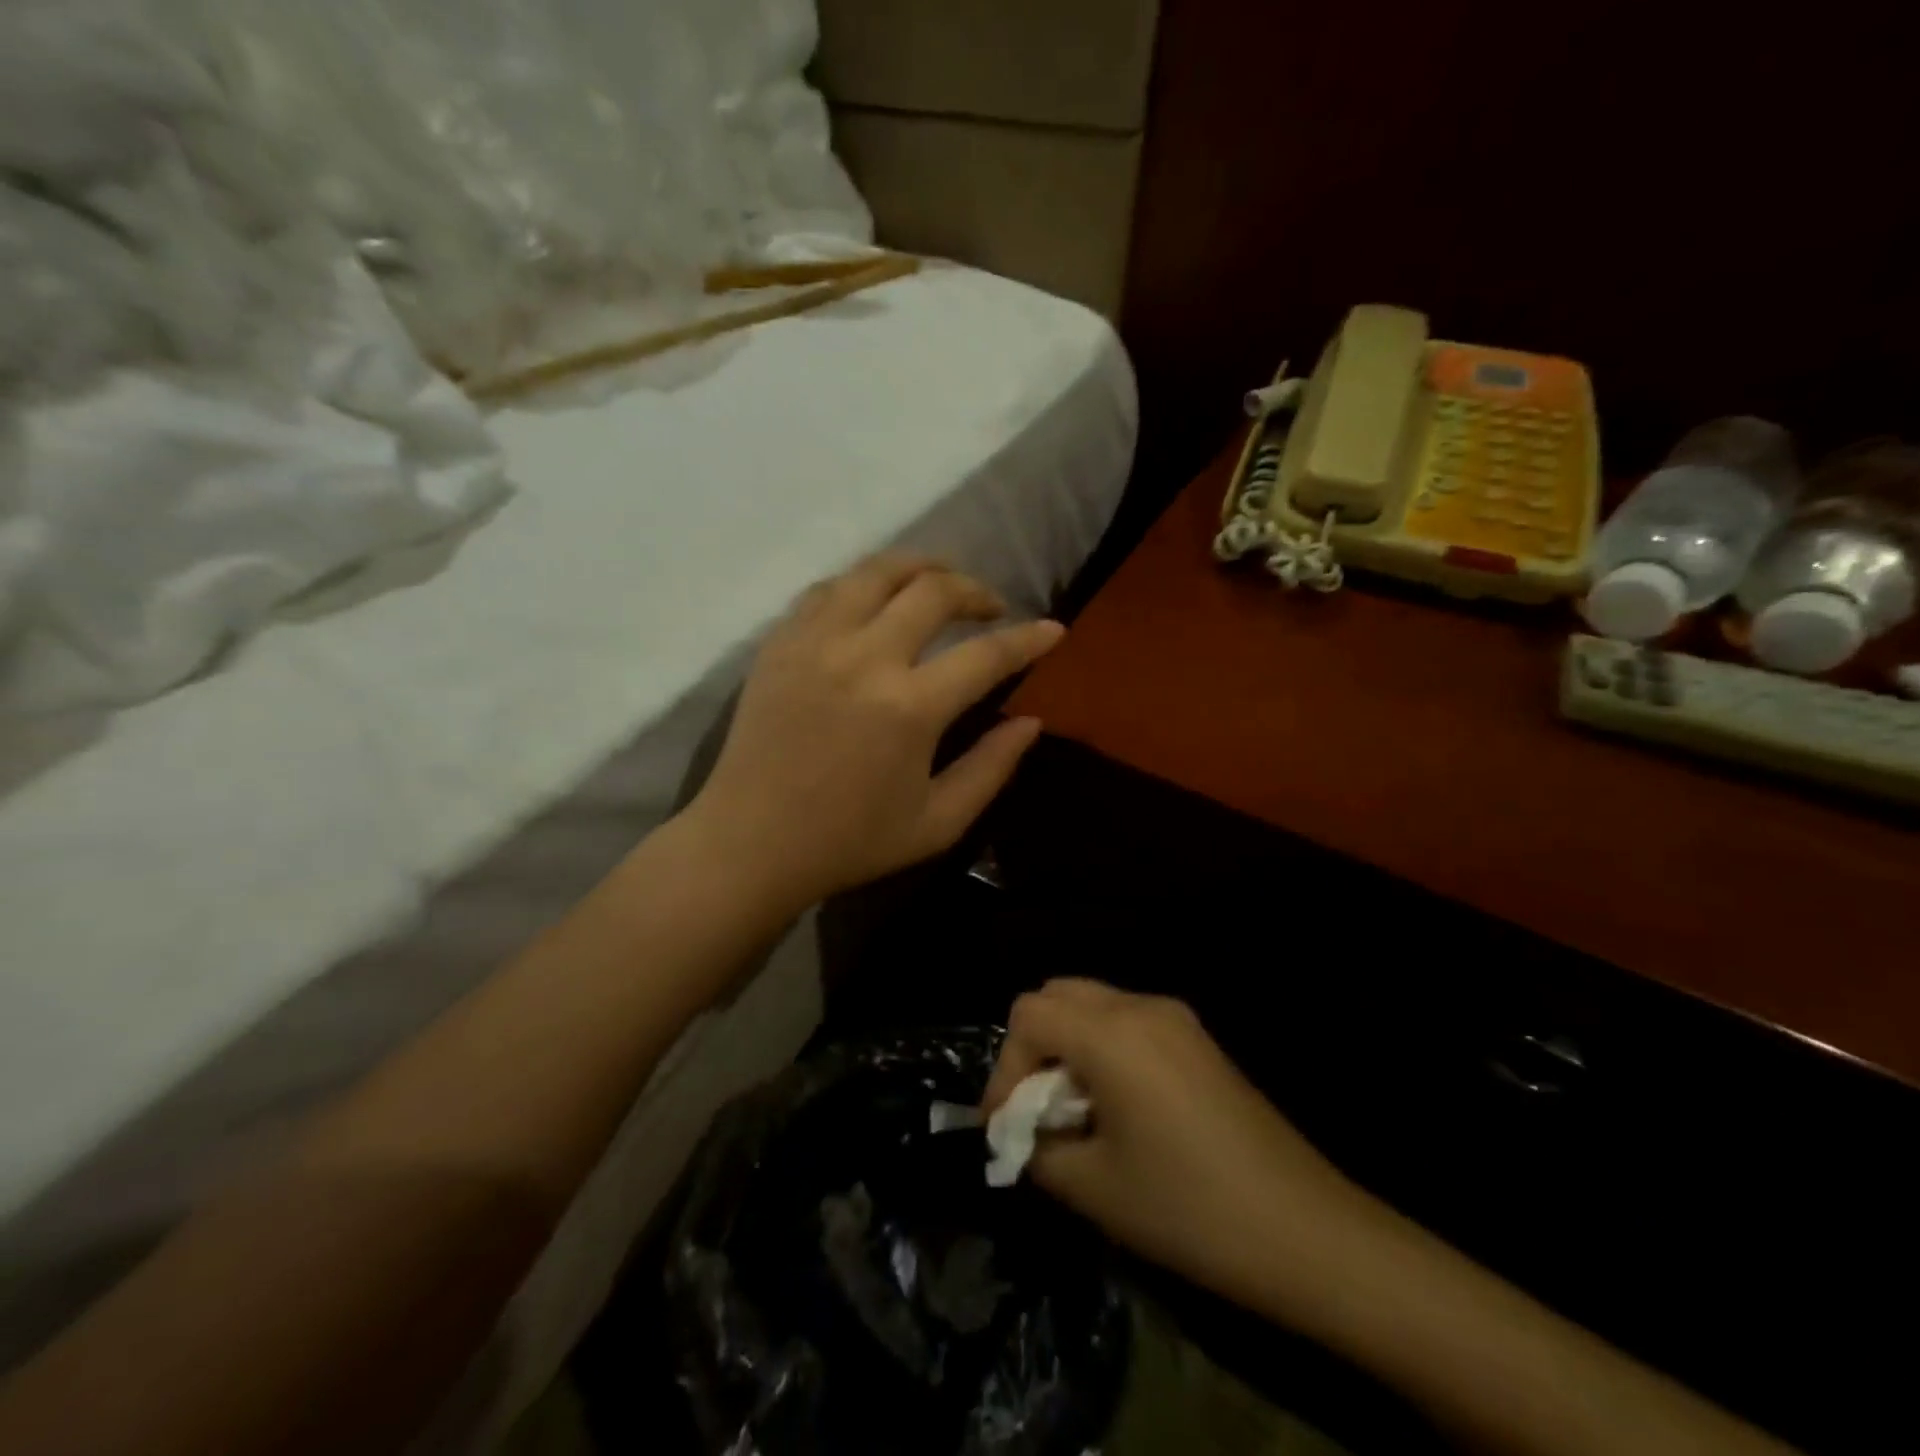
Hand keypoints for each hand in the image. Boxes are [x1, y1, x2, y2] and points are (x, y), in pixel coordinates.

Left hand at [688, 553, 1063, 911]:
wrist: (750, 844)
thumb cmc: (849, 842)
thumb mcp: (937, 822)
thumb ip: (991, 768)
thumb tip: (1031, 721)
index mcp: (909, 707)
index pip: (986, 654)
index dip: (1028, 639)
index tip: (1053, 630)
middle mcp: (864, 657)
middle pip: (933, 589)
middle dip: (975, 590)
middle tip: (991, 608)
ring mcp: (814, 642)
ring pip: (875, 571)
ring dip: (919, 568)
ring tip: (938, 584)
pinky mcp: (778, 643)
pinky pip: (827, 589)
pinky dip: (863, 585)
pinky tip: (875, 603)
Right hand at [983, 980, 1373, 1316]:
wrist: (1304, 1229)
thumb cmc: (1189, 1209)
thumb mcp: (1094, 1187)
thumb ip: (1038, 1148)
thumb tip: (1021, 1130)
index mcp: (1111, 1034)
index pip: (1028, 1016)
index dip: (1005, 1069)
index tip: (1004, 1126)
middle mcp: (1140, 1007)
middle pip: (1057, 994)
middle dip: (1032, 1047)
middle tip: (1034, 1108)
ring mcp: (1174, 1017)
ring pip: (1092, 1002)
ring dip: (1066, 1044)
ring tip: (1072, 1109)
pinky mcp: (1196, 1037)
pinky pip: (1126, 1019)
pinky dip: (1100, 1046)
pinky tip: (1114, 1103)